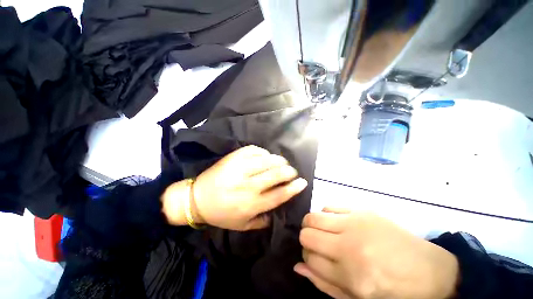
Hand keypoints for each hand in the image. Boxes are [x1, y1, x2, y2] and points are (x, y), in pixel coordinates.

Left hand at [162, 145, 307, 230]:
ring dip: (279, 160)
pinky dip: (264, 152)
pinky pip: (254, 150)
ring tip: (282, 162)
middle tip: (292, 171)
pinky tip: (266, 156)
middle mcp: (247, 186)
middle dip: (289, 171)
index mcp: (251, 204)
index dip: (294, 187)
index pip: (280, 194)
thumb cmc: (221, 214)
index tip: (303, 182)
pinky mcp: (233, 157)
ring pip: (267, 160)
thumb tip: (279, 210)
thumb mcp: (242, 225)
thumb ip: (262, 221)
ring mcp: (240, 169)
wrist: (196, 199)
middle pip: (276, 175)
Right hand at [295, 208, 458, 298]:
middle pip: (307, 235)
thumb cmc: (392, 291)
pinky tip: (335, 223)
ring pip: (313, 217)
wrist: (430, 272)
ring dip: (312, 225)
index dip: (307, 257)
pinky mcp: (362, 211)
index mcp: (350, 275)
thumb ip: (324, 283)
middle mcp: (349, 246)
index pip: (309, 258)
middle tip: (317, 244)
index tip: (313, 257)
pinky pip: (328, 207)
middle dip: (306, 240)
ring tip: (324, 232)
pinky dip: (326, 216)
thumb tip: (298, 266)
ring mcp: (356, 224)